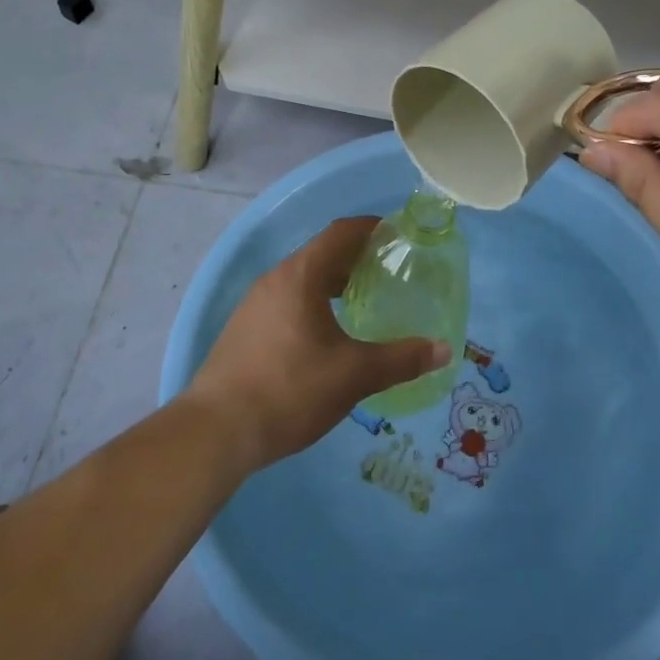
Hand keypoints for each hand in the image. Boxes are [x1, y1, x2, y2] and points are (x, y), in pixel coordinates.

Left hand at [185, 217, 451, 469]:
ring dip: (333, 283)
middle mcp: (275, 280)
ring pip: (302, 280)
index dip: (372, 227)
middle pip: (321, 254)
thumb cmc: (290, 390)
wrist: (215, 432)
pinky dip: (313, 303)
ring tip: (362, 302)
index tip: (399, 234)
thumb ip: (402, 360)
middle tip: (390, 272)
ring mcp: (254, 305)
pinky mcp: (243, 331)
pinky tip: (327, 336)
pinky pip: (286, 301)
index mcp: (301, 275)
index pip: (341, 232)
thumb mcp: (354, 375)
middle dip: (356, 258)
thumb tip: (444, 349)